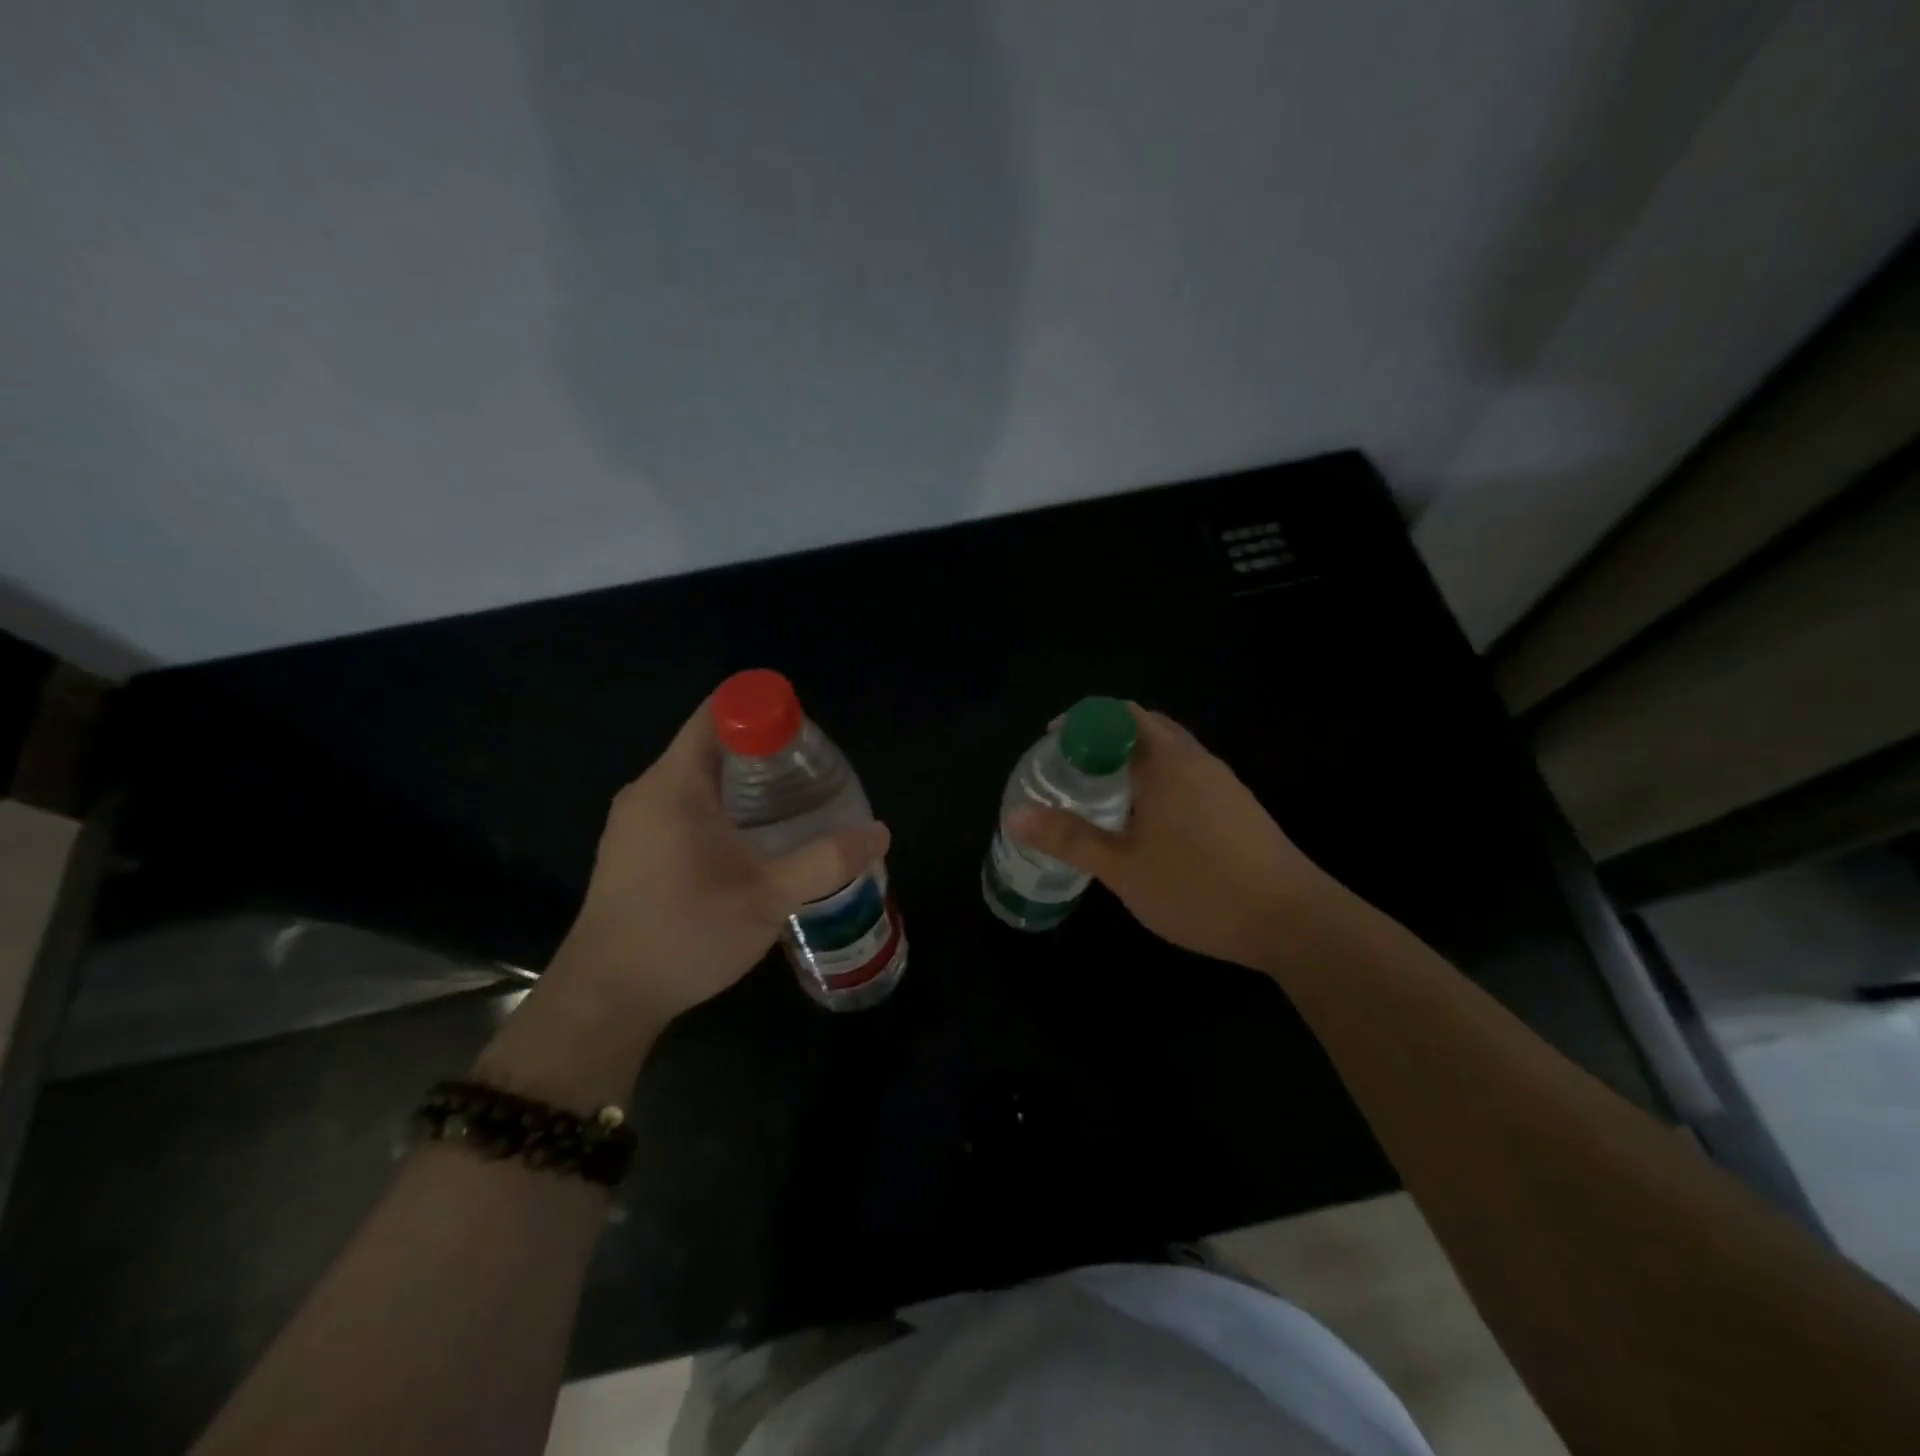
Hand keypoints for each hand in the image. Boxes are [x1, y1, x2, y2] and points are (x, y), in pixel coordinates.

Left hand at [545, 696, 890, 1029]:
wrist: (605, 998)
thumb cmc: (684, 936)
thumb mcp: (766, 899)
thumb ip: (825, 862)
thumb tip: (879, 832)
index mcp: (675, 785)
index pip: (718, 714)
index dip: (764, 713)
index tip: (805, 740)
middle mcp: (648, 791)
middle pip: (711, 744)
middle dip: (763, 752)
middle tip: (811, 777)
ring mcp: (634, 821)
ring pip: (697, 778)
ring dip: (742, 783)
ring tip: (791, 808)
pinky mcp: (631, 849)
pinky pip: (682, 806)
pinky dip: (719, 807)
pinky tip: (749, 844)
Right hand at [1006, 705, 1328, 971]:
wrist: (1293, 921)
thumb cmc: (1199, 887)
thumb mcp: (1123, 867)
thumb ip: (1069, 838)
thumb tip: (1014, 815)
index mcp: (1167, 761)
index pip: (1117, 714)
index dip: (1079, 722)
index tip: (1050, 745)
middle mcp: (1197, 761)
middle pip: (1144, 728)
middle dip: (1104, 740)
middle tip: (1071, 770)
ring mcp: (1223, 784)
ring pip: (1169, 754)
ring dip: (1133, 762)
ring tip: (1102, 796)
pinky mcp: (1238, 808)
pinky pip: (1187, 777)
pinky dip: (1158, 783)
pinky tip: (1147, 824)